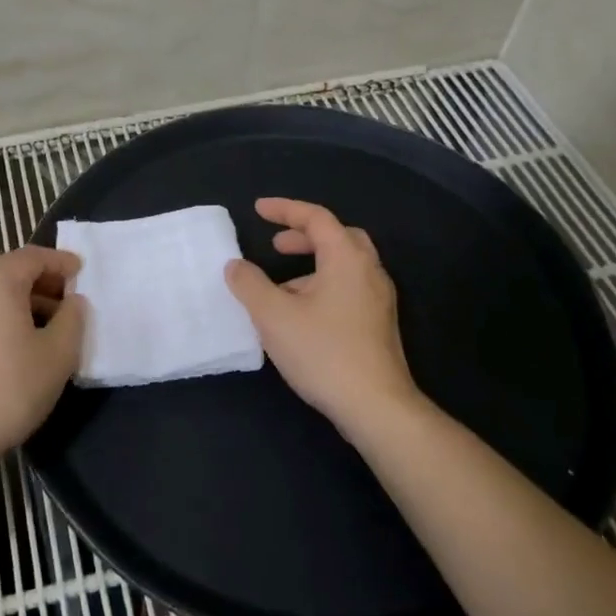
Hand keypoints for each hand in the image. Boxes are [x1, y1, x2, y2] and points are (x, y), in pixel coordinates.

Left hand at [0, 247, 86, 463]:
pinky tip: (19, 340)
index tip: (82, 273)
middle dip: (41, 279)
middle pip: (10, 268)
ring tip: (48, 323)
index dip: (62, 262)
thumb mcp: (58, 353)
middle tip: (67, 298)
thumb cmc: (10, 387)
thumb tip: (73, 302)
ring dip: (21, 297)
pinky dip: (1, 311)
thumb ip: (73, 318)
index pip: (34, 256)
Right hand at [224, 198, 419, 434]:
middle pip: (338, 237)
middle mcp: (369, 271)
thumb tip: (235, 266)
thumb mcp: (274, 316)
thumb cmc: (323, 352)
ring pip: (345, 266)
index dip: (285, 209)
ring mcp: (379, 300)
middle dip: (304, 235)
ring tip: (280, 287)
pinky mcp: (379, 325)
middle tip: (276, 245)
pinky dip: (323, 286)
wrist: (376, 406)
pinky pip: (349, 289)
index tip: (258, 209)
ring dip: (312, 265)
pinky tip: (302, 316)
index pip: (316, 218)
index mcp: (347, 258)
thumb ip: (250, 285)